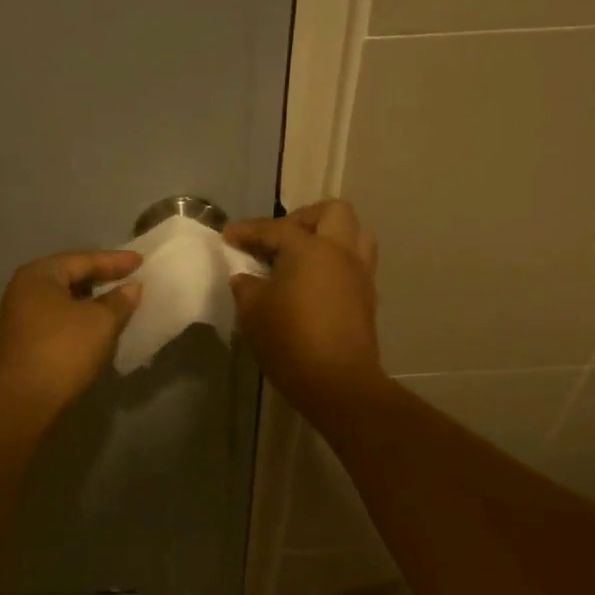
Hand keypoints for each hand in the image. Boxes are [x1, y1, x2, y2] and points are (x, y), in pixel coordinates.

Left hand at [0, 249, 142, 411]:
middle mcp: (24, 289)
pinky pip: (57, 319)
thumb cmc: (64, 350)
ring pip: (63, 300)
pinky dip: (78, 319)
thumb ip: (119, 300)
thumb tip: (131, 288)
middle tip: (129, 279)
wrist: (24, 400)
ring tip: (117, 303)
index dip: (115, 261)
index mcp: (39, 275)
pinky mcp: (22, 341)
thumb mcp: (101, 322)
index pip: (83, 260)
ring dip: (90, 301)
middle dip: (100, 279)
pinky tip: (96, 327)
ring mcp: (19, 316)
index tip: (141, 261)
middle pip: (69, 277)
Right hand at [224, 199, 384, 417]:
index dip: (247, 231)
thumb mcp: (253, 311)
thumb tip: (246, 277)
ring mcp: (360, 274)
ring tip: (301, 257)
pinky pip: (354, 263)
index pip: (274, 228)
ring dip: (328, 237)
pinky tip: (311, 284)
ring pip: (354, 235)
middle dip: (302, 219)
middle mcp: (340, 252)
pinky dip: (334, 263)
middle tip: (278, 239)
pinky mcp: (367, 298)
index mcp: (310, 248)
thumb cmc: (290, 340)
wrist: (338, 383)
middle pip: (332, 212)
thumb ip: (246, 286)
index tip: (227, 236)